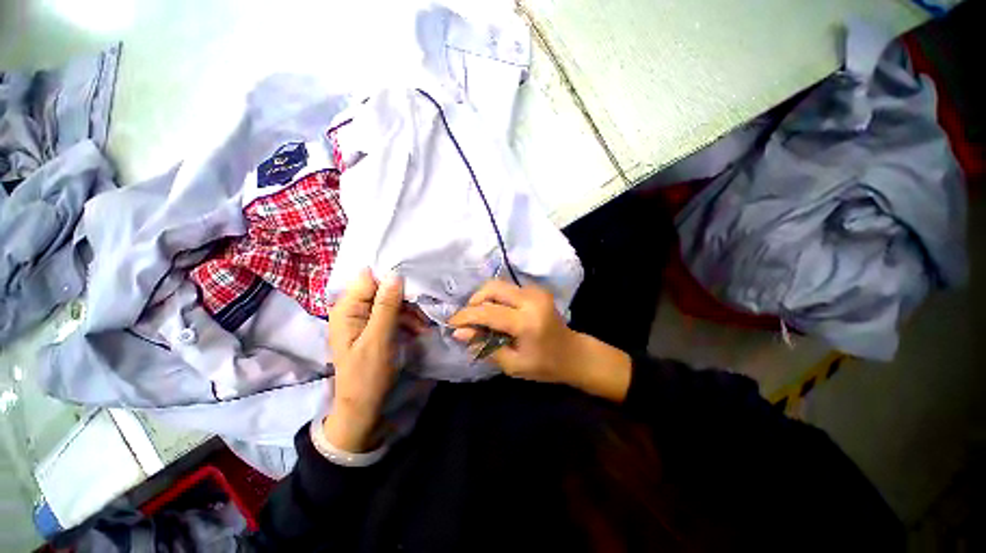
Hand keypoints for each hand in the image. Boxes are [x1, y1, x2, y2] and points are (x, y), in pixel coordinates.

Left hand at [324, 268, 425, 451]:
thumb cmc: (368, 374)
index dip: (392, 279)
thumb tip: (395, 274)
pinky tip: (419, 329)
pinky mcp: (374, 327)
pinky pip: (393, 314)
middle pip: (383, 289)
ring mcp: (364, 318)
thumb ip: (386, 306)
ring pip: (392, 302)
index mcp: (347, 309)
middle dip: (405, 298)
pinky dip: (407, 320)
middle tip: (423, 312)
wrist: (363, 406)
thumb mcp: (379, 339)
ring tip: (423, 326)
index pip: (369, 278)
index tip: (414, 286)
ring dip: (410, 311)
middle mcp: (353, 309)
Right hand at [448, 281, 631, 401]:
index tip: (451, 323)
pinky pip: (508, 288)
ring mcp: (535, 292)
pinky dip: (496, 298)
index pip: (488, 312)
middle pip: (492, 288)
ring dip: (484, 298)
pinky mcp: (536, 290)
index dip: (466, 316)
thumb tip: (459, 333)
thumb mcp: (512, 364)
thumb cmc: (544, 365)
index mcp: (526, 322)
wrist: (572, 353)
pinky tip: (495, 313)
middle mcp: (531, 300)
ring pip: (499, 285)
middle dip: (474, 301)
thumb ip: (484, 345)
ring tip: (480, 317)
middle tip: (468, 319)